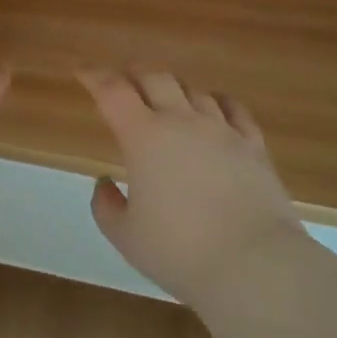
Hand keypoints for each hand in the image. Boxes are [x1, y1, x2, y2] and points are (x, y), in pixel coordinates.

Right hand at [82, 69, 307, 313]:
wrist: (254, 265)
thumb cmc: (180, 251)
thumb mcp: (126, 237)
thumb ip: (106, 206)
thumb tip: (104, 183)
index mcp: (143, 136)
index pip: (112, 91)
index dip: (94, 76)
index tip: (82, 72)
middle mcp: (180, 120)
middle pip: (154, 76)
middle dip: (134, 72)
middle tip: (123, 79)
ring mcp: (221, 129)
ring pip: (192, 89)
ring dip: (173, 88)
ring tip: (166, 96)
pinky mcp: (253, 145)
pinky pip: (233, 108)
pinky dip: (217, 100)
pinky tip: (214, 106)